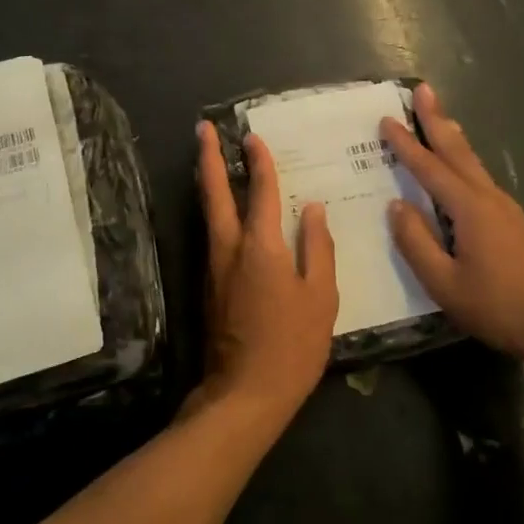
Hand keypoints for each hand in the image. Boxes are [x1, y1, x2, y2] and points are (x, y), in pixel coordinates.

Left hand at [193, 121, 338, 423]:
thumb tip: (314, 209)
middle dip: (209, 158)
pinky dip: (216, 212)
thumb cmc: (293, 345)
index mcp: (260, 246)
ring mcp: (214, 267)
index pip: (261, 191)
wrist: (245, 394)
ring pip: (208, 213)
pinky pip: (213, 235)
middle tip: (202, 129)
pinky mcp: (209, 286)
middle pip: (214, 193)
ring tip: (210, 159)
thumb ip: (317, 248)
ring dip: (208, 182)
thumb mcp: (320, 296)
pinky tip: (227, 213)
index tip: (253, 136)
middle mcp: (229, 248)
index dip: (259, 162)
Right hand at [381, 84, 523, 364]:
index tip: (386, 119)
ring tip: (440, 118)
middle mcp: (488, 198)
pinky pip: (481, 180)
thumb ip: (416, 243)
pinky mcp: (516, 222)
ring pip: (473, 163)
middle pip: (457, 151)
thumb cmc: (499, 306)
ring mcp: (507, 208)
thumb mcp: (445, 284)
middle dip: (437, 119)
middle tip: (423, 89)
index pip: (429, 168)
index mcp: (469, 208)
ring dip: (452, 137)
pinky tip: (462, 169)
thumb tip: (396, 206)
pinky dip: (464, 162)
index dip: (406, 144)